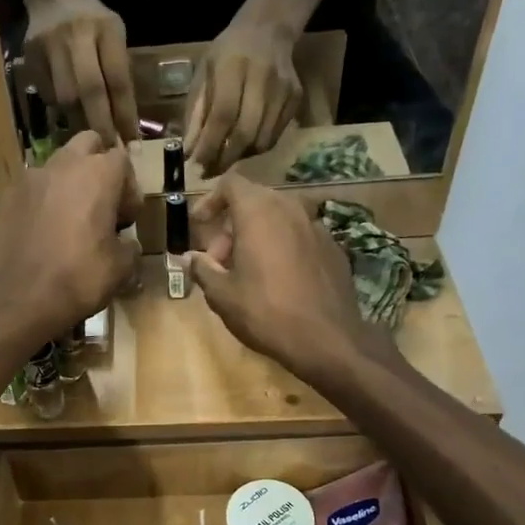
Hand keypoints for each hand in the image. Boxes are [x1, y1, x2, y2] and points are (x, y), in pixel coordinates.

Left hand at [0, 132, 139, 344]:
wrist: (20, 299)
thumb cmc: (79, 279)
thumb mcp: (121, 268)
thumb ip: (129, 246)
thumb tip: (125, 243)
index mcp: (98, 175)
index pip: (122, 161)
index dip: (129, 188)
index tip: (126, 219)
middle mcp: (62, 165)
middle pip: (87, 144)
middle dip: (98, 166)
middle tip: (101, 203)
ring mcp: (29, 179)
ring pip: (56, 165)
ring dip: (68, 182)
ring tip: (69, 218)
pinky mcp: (5, 197)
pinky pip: (31, 189)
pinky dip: (41, 201)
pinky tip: (41, 231)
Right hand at [25, 0, 139, 146]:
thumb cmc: (93, 22)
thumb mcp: (115, 36)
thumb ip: (118, 73)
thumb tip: (124, 125)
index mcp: (107, 29)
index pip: (118, 79)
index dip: (125, 114)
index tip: (131, 142)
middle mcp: (77, 35)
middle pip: (90, 90)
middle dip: (101, 125)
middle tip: (108, 150)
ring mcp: (50, 45)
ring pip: (65, 97)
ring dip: (79, 122)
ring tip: (88, 138)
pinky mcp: (31, 56)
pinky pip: (48, 95)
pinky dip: (60, 109)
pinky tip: (67, 112)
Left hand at [183, 16, 303, 175]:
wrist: (268, 29)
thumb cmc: (227, 54)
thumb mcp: (203, 75)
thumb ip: (196, 112)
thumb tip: (189, 152)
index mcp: (233, 66)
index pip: (223, 115)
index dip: (209, 145)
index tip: (196, 165)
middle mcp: (262, 77)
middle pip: (245, 132)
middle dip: (224, 159)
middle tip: (209, 171)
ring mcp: (284, 89)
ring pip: (262, 140)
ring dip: (240, 157)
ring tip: (224, 160)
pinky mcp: (296, 98)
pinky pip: (275, 136)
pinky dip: (256, 149)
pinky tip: (243, 147)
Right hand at [186, 174, 380, 388]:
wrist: (327, 339)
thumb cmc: (265, 312)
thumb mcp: (221, 294)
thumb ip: (202, 268)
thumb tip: (191, 258)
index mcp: (259, 213)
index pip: (231, 184)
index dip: (211, 200)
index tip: (200, 224)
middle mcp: (290, 209)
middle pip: (254, 201)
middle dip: (231, 225)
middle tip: (219, 260)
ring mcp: (317, 227)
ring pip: (278, 219)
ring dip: (257, 236)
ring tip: (246, 272)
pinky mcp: (333, 248)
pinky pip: (299, 237)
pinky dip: (282, 248)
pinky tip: (278, 281)